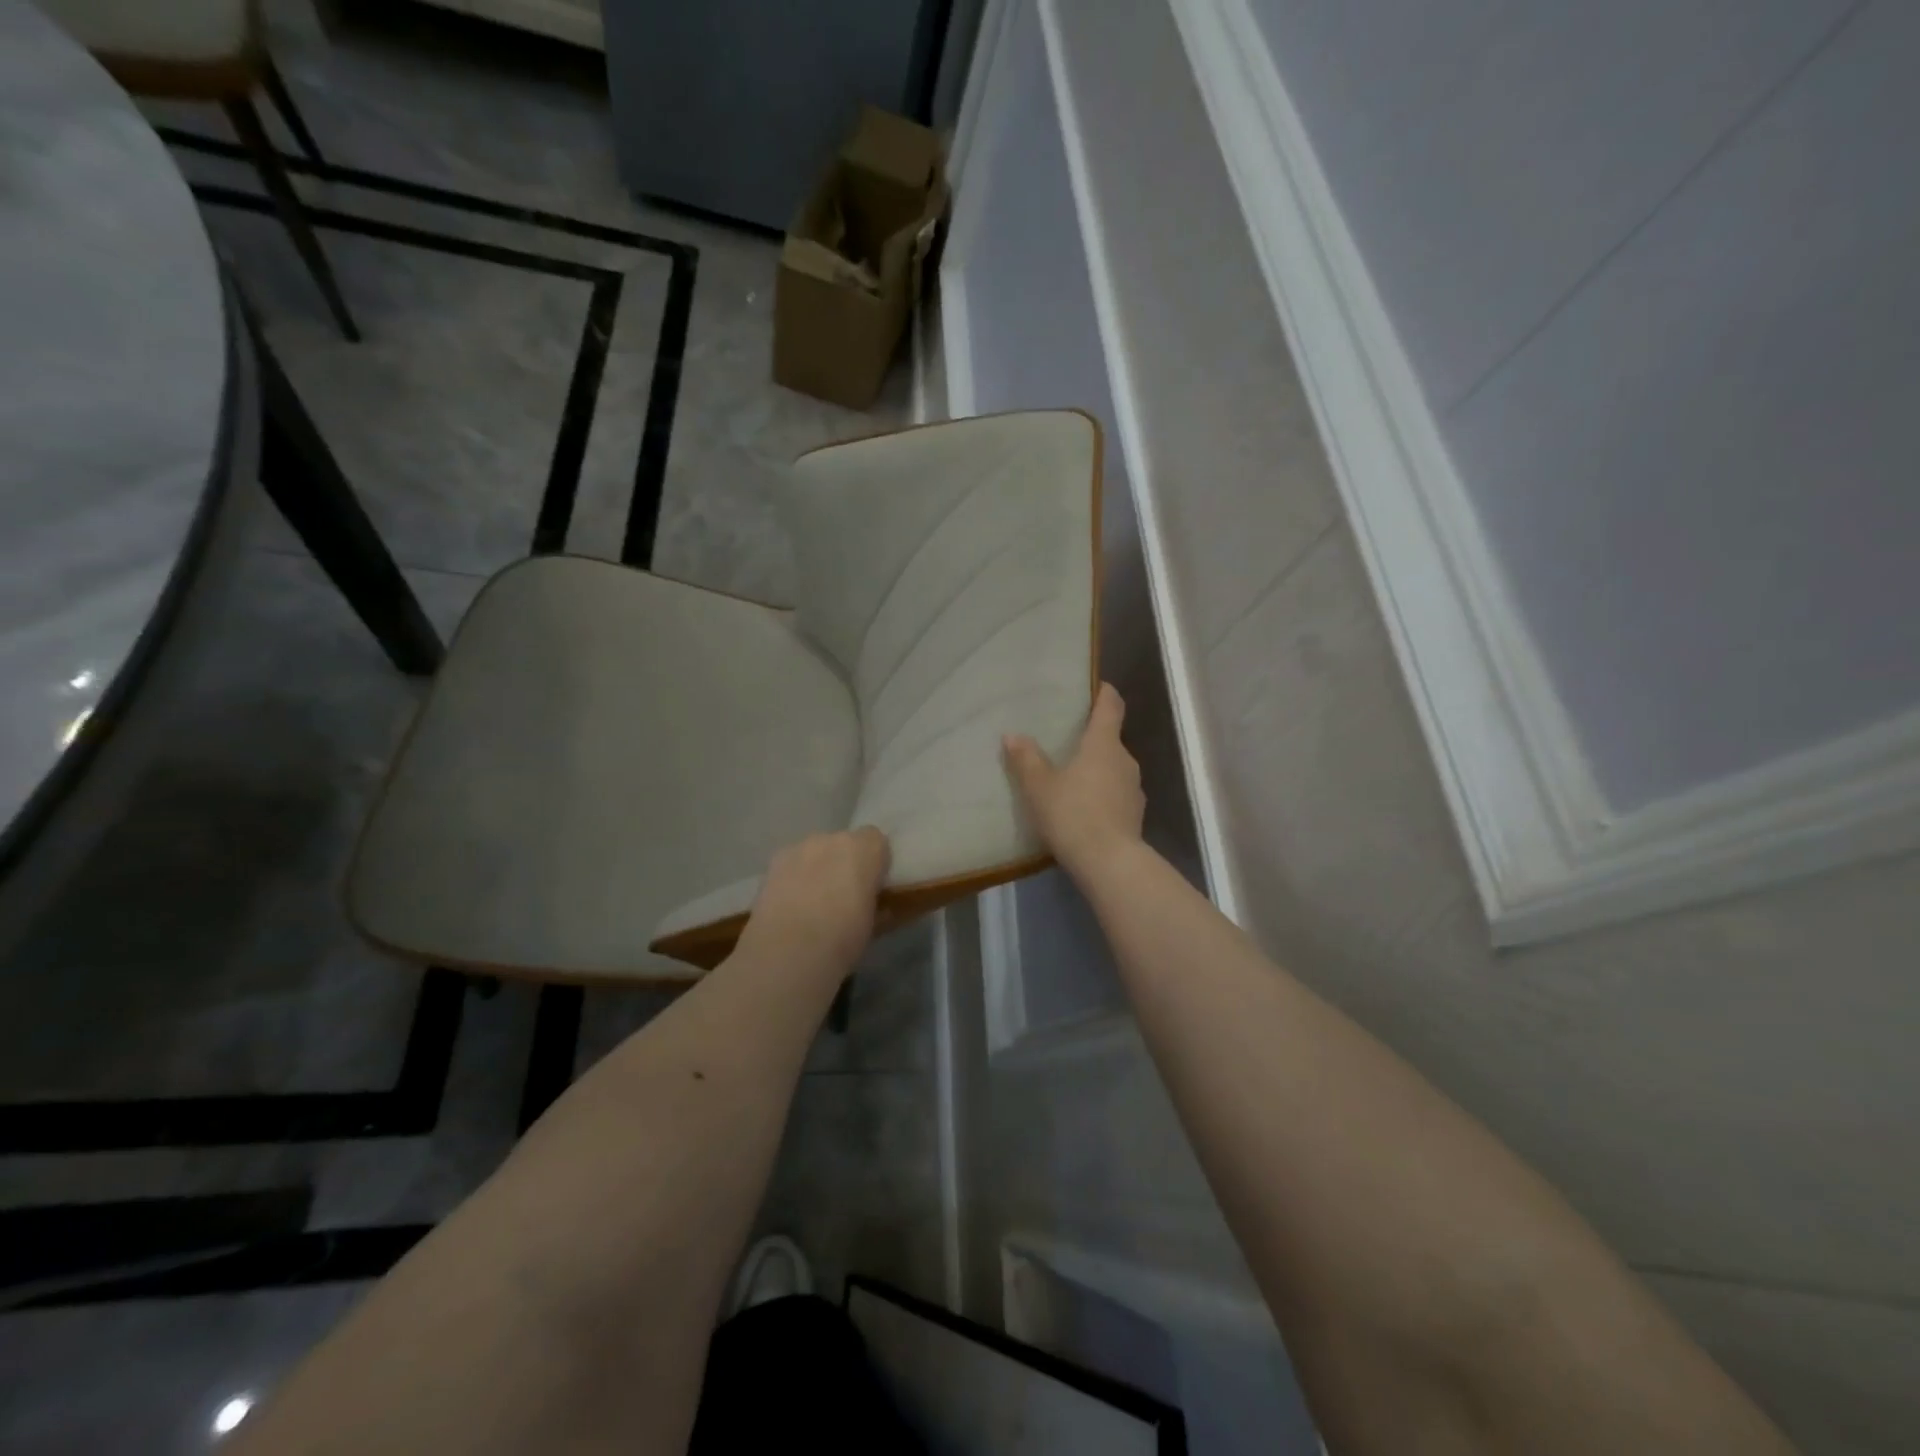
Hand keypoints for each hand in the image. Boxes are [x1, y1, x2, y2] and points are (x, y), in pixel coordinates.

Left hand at [736, 827, 891, 979]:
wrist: (788, 952)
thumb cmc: (843, 939)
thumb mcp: (874, 925)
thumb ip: (879, 905)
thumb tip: (881, 906)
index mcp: (865, 849)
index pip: (876, 840)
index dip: (875, 862)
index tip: (874, 885)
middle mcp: (832, 839)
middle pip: (844, 843)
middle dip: (846, 863)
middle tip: (844, 895)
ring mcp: (800, 847)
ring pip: (816, 852)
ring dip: (819, 868)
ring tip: (813, 902)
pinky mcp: (774, 862)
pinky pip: (792, 863)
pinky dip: (795, 877)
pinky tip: (791, 904)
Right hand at [1004, 683, 1144, 881]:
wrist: (1109, 863)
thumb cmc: (1072, 814)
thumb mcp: (1039, 787)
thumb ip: (1026, 759)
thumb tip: (1012, 735)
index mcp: (1103, 744)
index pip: (1111, 706)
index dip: (1104, 693)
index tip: (1097, 686)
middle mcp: (1125, 760)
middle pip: (1110, 739)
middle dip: (1091, 738)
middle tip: (1066, 742)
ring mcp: (1134, 789)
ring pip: (1114, 769)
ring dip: (1096, 770)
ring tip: (1071, 779)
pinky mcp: (1135, 815)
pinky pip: (1116, 795)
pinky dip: (1102, 795)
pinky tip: (1083, 810)